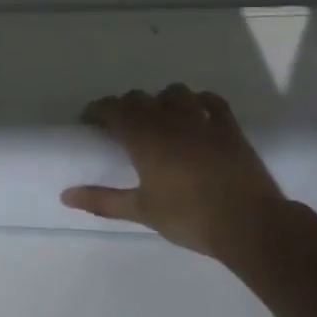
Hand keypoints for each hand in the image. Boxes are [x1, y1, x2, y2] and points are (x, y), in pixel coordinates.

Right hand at [64, 85, 286, 257]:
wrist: (250, 224)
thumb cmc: (190, 217)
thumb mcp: (141, 211)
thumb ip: (102, 200)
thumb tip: (65, 196)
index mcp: (144, 137)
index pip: (112, 109)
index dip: (97, 110)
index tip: (89, 122)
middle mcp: (170, 120)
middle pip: (140, 98)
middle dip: (126, 106)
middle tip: (121, 126)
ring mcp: (202, 121)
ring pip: (176, 92)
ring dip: (162, 100)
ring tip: (160, 117)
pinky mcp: (229, 128)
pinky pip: (213, 101)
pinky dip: (200, 101)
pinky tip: (198, 112)